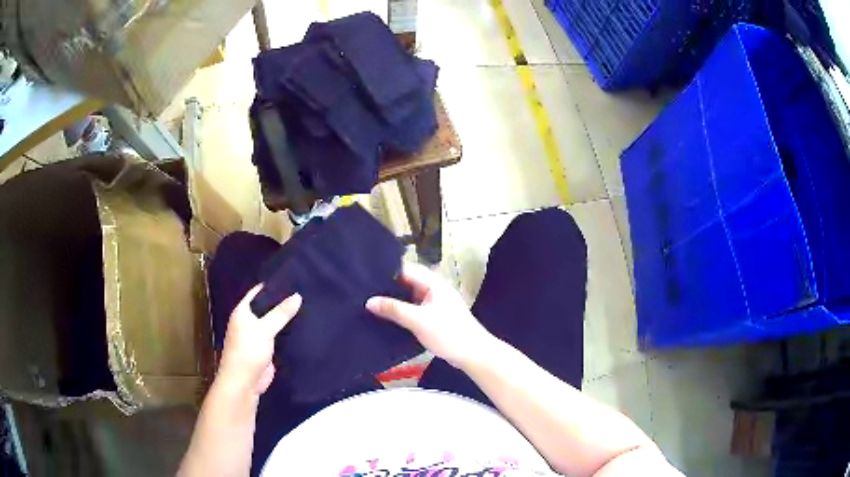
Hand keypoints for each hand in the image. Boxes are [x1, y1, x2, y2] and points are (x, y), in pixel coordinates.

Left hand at [218, 286, 301, 394]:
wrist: (244, 382)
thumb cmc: (248, 350)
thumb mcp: (264, 329)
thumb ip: (281, 313)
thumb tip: (298, 295)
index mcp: (243, 311)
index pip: (258, 292)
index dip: (273, 285)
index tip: (293, 279)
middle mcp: (249, 321)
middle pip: (267, 307)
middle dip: (283, 302)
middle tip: (305, 292)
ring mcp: (258, 336)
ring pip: (274, 323)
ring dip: (286, 319)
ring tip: (308, 307)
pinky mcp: (266, 350)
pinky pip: (278, 337)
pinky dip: (288, 333)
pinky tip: (303, 328)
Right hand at [366, 263, 496, 368]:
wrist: (473, 354)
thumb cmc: (449, 333)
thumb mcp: (418, 320)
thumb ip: (394, 309)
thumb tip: (369, 301)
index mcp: (434, 284)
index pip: (407, 269)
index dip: (388, 271)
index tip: (367, 275)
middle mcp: (434, 290)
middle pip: (407, 283)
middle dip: (388, 287)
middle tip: (365, 291)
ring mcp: (435, 304)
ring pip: (410, 297)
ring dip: (394, 300)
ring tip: (370, 303)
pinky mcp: (434, 318)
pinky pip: (413, 310)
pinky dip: (401, 312)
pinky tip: (386, 318)